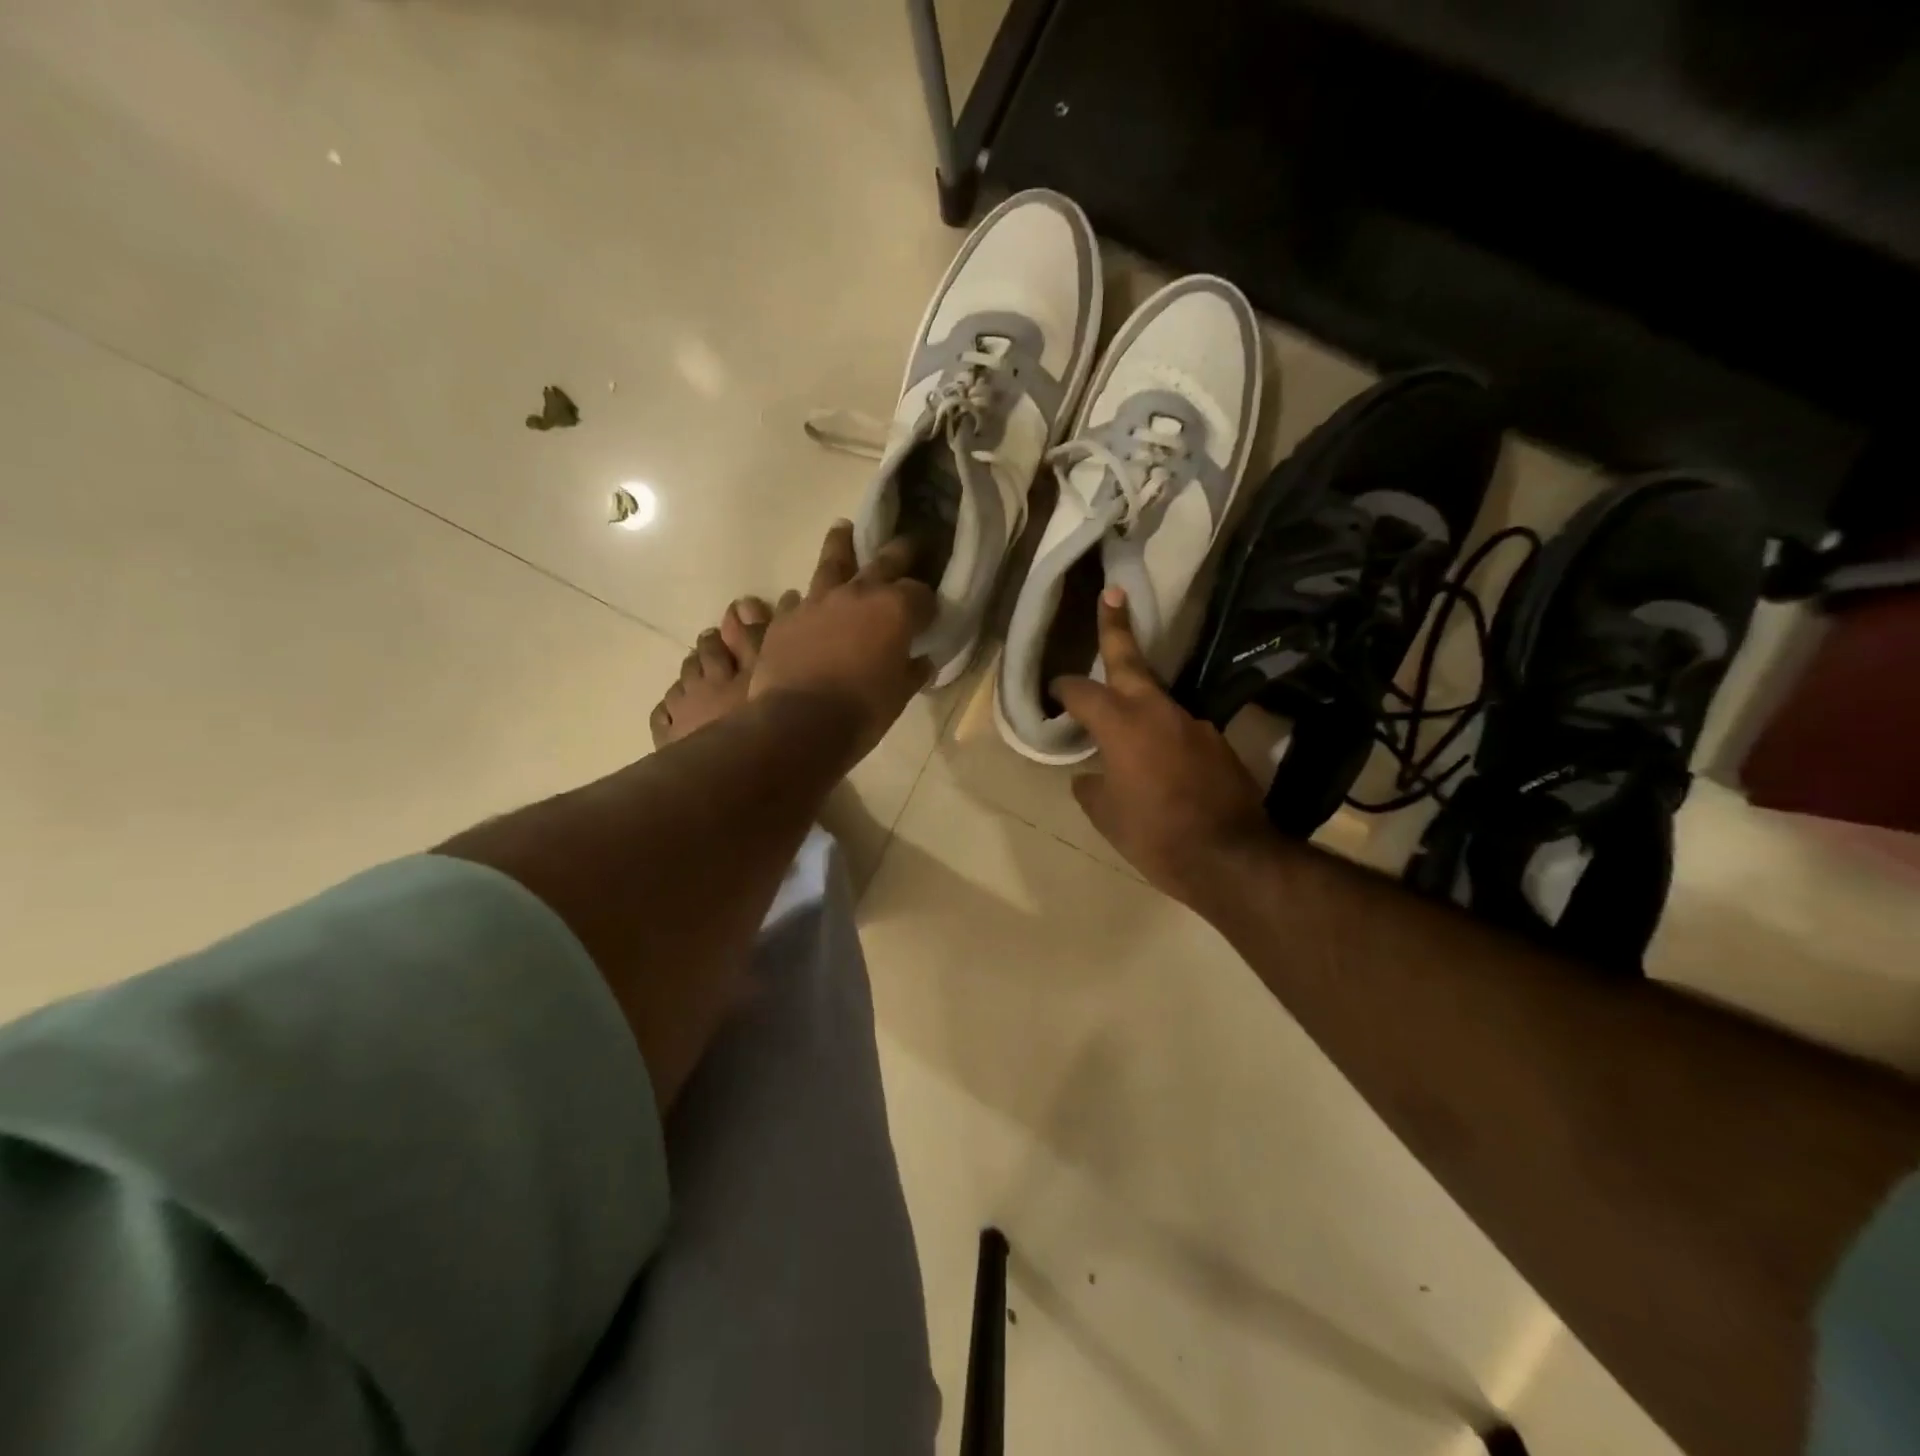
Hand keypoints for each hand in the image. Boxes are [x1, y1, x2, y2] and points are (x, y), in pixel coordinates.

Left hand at [750, 521, 935, 769]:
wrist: (799, 724)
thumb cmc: (862, 711)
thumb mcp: (900, 695)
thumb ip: (913, 671)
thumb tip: (922, 661)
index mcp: (896, 609)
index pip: (922, 593)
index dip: (928, 603)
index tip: (930, 614)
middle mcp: (858, 593)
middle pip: (884, 560)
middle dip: (900, 552)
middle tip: (908, 542)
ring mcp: (817, 601)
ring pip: (832, 562)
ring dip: (841, 545)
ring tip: (842, 529)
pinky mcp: (785, 618)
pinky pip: (796, 599)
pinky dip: (803, 600)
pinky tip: (801, 601)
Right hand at [1052, 588, 1276, 905]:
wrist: (1230, 858)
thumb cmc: (1155, 835)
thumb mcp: (1107, 816)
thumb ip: (1091, 786)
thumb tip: (1089, 776)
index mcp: (1122, 724)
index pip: (1082, 692)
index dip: (1063, 689)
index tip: (1054, 692)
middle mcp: (1158, 711)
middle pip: (1130, 660)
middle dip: (1116, 627)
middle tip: (1112, 593)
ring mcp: (1193, 723)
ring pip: (1157, 699)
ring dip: (1138, 699)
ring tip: (1125, 725)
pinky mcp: (1217, 743)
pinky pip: (1179, 729)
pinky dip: (1163, 735)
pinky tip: (1162, 764)